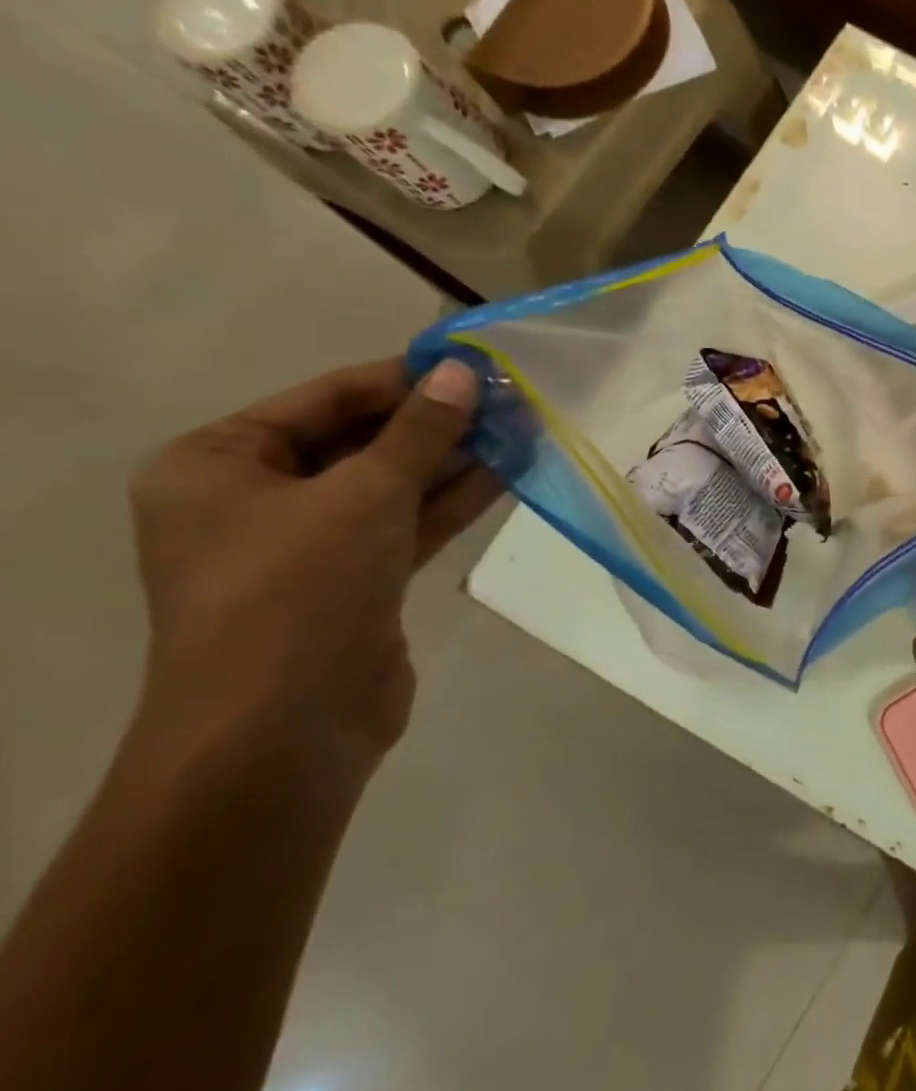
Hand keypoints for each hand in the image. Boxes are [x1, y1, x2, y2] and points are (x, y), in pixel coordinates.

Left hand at [128, 357, 500, 786]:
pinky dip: (453, 498)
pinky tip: (509, 471)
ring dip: (455, 457)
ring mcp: (309, 544)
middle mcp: (255, 498)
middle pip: (361, 440)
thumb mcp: (364, 494)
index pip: (324, 398)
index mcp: (217, 464)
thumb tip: (464, 374)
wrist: (282, 730)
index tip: (473, 361)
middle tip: (509, 396)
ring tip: (523, 426)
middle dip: (436, 420)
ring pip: (393, 483)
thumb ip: (419, 432)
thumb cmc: (297, 589)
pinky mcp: (356, 580)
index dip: (402, 377)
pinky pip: (408, 522)